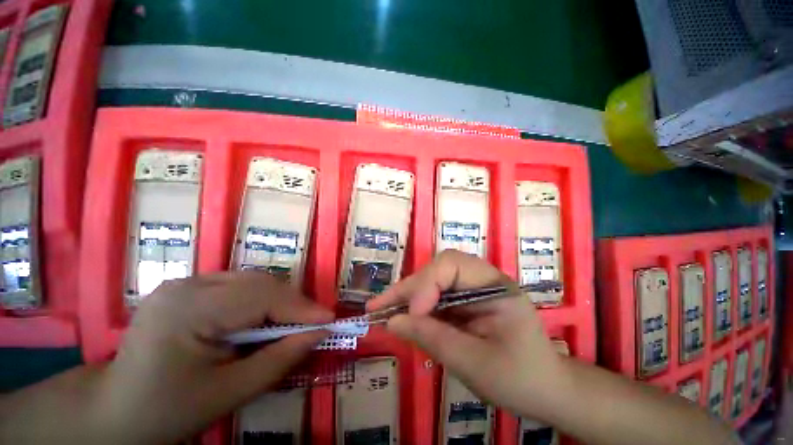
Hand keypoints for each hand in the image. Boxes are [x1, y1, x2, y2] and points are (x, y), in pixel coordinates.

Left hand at [98, 272, 332, 443]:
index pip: (261, 296)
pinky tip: (263, 320)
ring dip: (279, 301)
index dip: (300, 307)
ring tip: (293, 323)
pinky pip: (239, 287)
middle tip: (314, 323)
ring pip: (252, 281)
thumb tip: (319, 333)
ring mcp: (186, 282)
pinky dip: (260, 301)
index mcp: (189, 309)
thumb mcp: (229, 393)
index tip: (329, 319)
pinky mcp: (188, 288)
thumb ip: (279, 359)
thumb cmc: (168, 410)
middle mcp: (188, 284)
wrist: (115, 410)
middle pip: (259, 283)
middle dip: (292, 303)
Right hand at [367, 250, 566, 420]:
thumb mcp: (475, 364)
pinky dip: (417, 306)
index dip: (426, 285)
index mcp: (494, 285)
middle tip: (379, 307)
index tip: (413, 314)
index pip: (451, 265)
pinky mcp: (464, 300)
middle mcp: (482, 278)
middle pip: (437, 269)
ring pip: (432, 280)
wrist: (546, 390)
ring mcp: (472, 288)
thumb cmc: (520, 379)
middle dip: (409, 288)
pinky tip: (403, 317)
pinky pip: (435, 295)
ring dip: (408, 296)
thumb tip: (393, 322)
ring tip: (383, 310)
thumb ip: (432, 339)